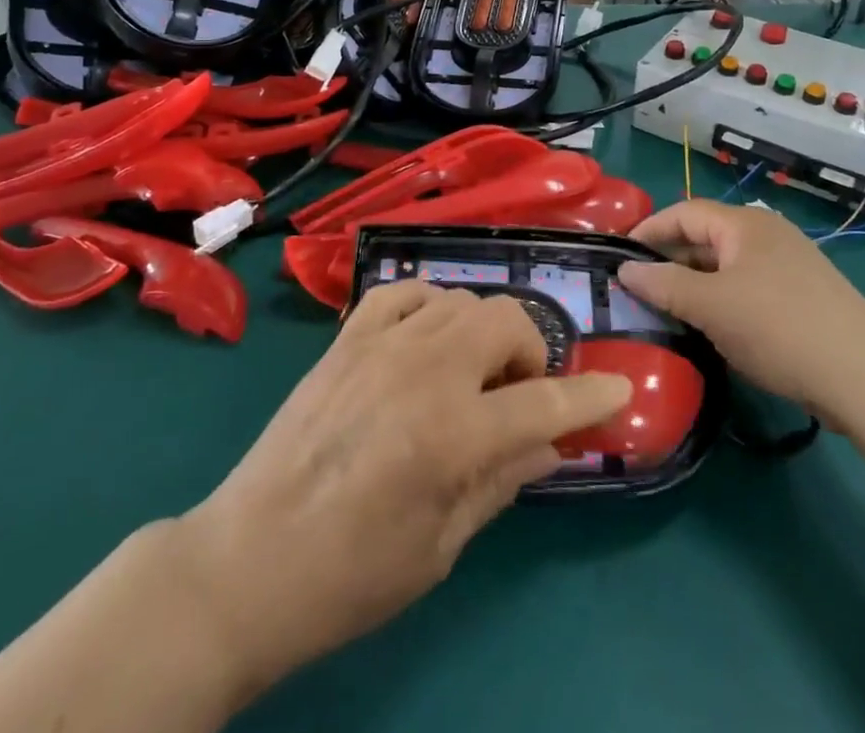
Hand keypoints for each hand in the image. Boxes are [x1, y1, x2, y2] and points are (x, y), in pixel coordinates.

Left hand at [174, 282, 632, 708]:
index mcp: (454, 432)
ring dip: (484, 331)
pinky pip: (405, 291)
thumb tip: (551, 445)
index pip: (546, 399)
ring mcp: (382, 343)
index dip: (590, 395)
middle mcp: (425, 368)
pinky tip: (427, 337)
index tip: (617, 391)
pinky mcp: (347, 337)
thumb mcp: (442, 546)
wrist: (247, 561)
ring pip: (462, 299)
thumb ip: (503, 482)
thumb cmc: (351, 574)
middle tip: (518, 395)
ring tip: (471, 373)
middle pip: (507, 320)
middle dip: (531, 353)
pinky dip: (430, 304)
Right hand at [620, 201, 864, 416]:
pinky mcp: (804, 297)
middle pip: (706, 236)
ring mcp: (790, 265)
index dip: (649, 230)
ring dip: (696, 283)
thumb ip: (664, 285)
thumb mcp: (711, 307)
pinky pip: (749, 287)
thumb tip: (624, 269)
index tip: (619, 254)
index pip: (684, 212)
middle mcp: (767, 234)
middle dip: (671, 260)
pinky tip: (715, 329)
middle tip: (639, 287)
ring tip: (669, 310)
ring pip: (727, 266)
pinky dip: (724, 300)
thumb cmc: (778, 328)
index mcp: (744, 224)